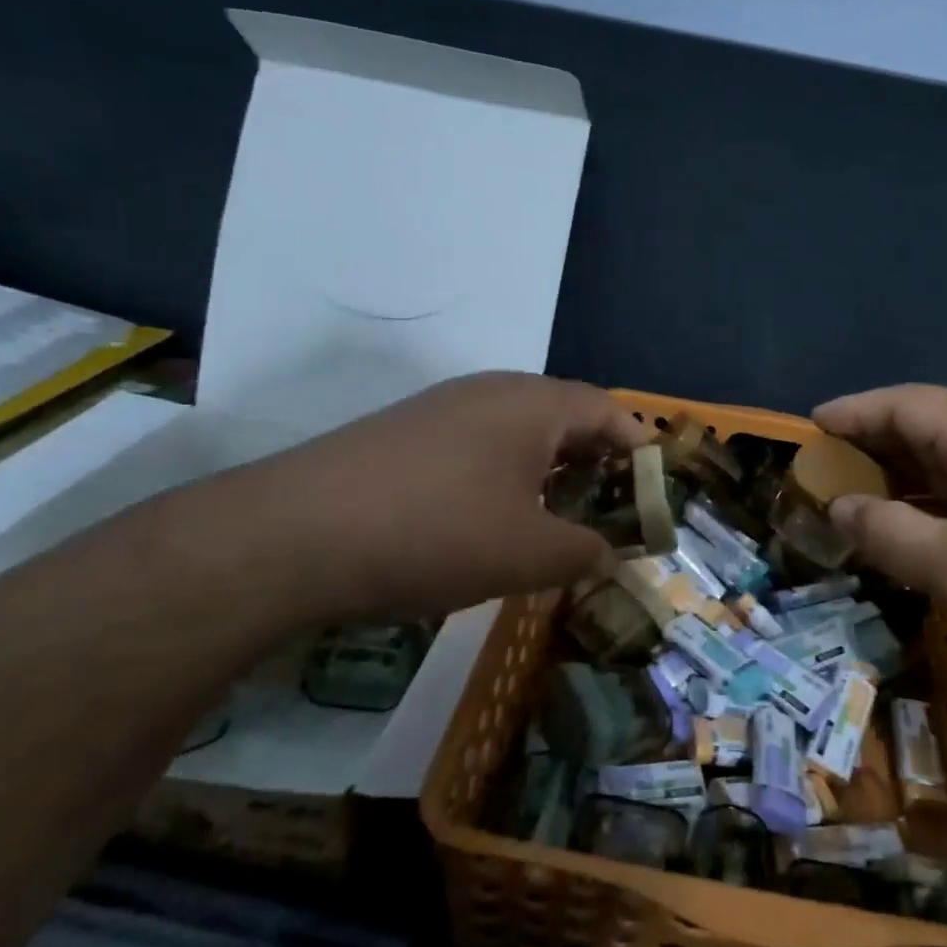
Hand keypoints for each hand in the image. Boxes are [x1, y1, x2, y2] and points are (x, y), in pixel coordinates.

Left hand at [195, 372, 644, 625]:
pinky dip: (504, 480)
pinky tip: (490, 524)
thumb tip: (607, 552)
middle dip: (596, 465)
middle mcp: (491, 392)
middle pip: (565, 418)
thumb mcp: (529, 553)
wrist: (291, 537)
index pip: (609, 412)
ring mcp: (442, 410)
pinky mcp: (404, 436)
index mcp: (534, 404)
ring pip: (518, 435)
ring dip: (548, 474)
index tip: (655, 494)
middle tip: (611, 512)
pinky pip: (477, 448)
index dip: (640, 451)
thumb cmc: (436, 533)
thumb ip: (585, 551)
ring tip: (556, 522)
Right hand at [813, 384, 946, 713]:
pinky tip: (907, 526)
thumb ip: (883, 529)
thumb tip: (839, 507)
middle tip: (822, 468)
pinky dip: (931, 500)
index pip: (905, 404)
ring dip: (900, 476)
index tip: (809, 427)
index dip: (853, 412)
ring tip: (852, 497)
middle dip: (871, 445)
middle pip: (926, 425)